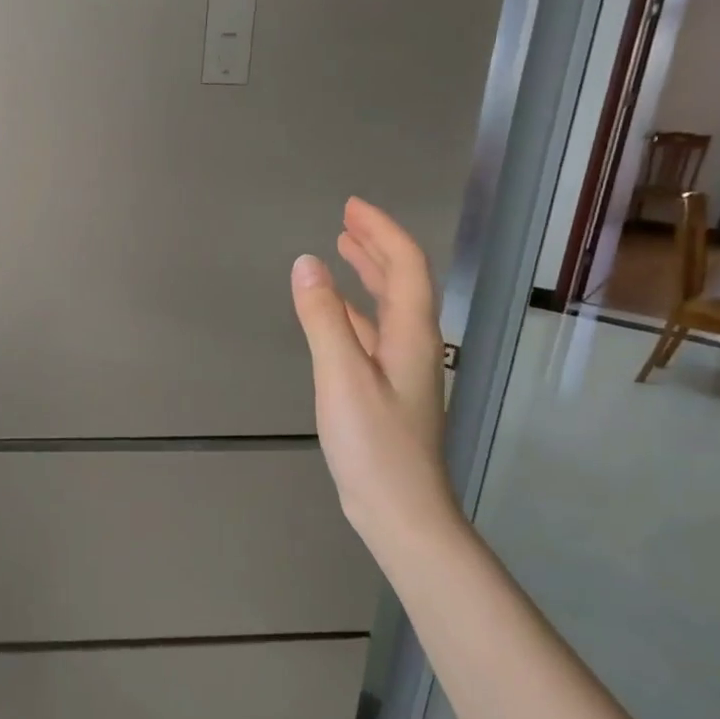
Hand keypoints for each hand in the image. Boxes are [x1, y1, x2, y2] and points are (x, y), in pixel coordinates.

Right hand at [290, 197, 462, 556]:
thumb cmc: (374, 444)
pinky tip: (336, 318)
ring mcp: (401, 372)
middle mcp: (413, 346)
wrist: (400, 511)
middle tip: (346, 221)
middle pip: (402, 283)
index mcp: (410, 335)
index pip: (405, 267)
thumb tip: (306, 263)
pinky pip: (372, 336)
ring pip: (387, 310)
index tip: (350, 207)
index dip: (381, 232)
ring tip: (341, 255)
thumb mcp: (341, 377)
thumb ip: (323, 319)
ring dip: (367, 278)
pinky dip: (354, 315)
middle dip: (376, 247)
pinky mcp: (385, 393)